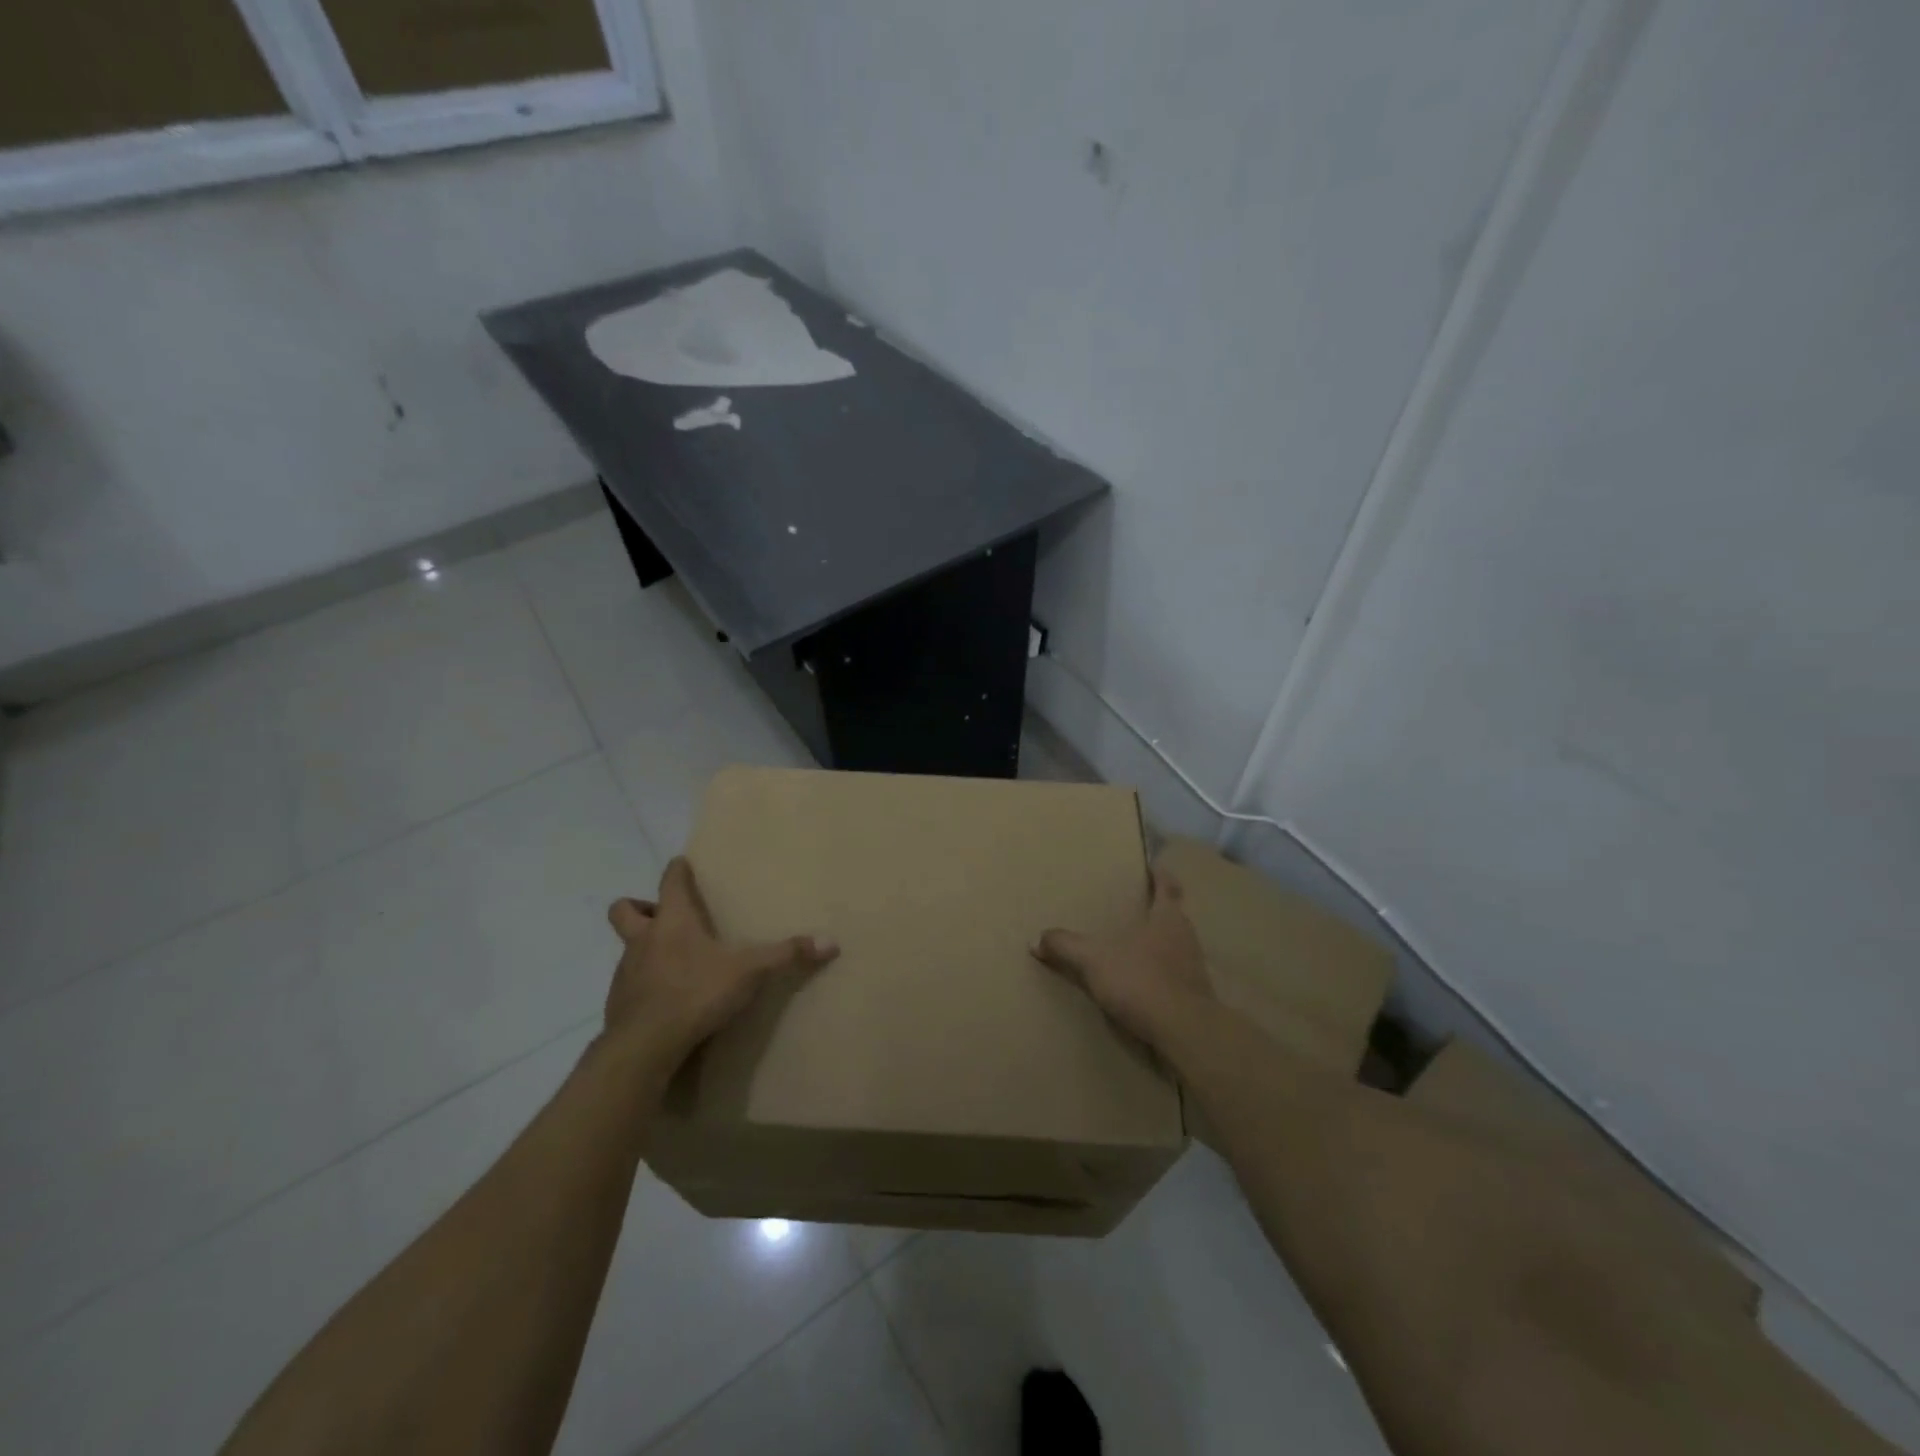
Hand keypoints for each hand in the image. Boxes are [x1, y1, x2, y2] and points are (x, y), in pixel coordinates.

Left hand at [604, 857, 838, 1062]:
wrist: (645, 1047)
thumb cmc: (696, 993)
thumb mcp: (750, 972)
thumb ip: (787, 955)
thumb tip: (831, 942)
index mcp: (673, 921)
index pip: (670, 880)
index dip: (677, 870)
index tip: (683, 864)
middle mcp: (643, 939)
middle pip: (625, 908)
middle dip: (640, 906)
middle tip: (663, 916)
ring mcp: (625, 971)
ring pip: (627, 947)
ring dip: (643, 947)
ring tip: (672, 961)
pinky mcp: (617, 1004)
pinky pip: (628, 983)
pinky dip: (643, 983)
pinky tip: (665, 998)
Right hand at [1032, 863, 1214, 1051]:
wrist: (1185, 1032)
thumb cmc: (1141, 980)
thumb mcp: (1094, 960)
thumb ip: (1066, 946)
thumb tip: (1037, 939)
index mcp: (1167, 917)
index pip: (1168, 887)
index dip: (1161, 875)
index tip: (1154, 866)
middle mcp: (1186, 937)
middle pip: (1173, 916)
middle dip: (1156, 911)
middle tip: (1136, 907)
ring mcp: (1194, 968)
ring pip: (1175, 946)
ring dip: (1158, 944)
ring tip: (1134, 947)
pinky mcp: (1195, 997)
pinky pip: (1175, 976)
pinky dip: (1160, 975)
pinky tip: (1143, 985)